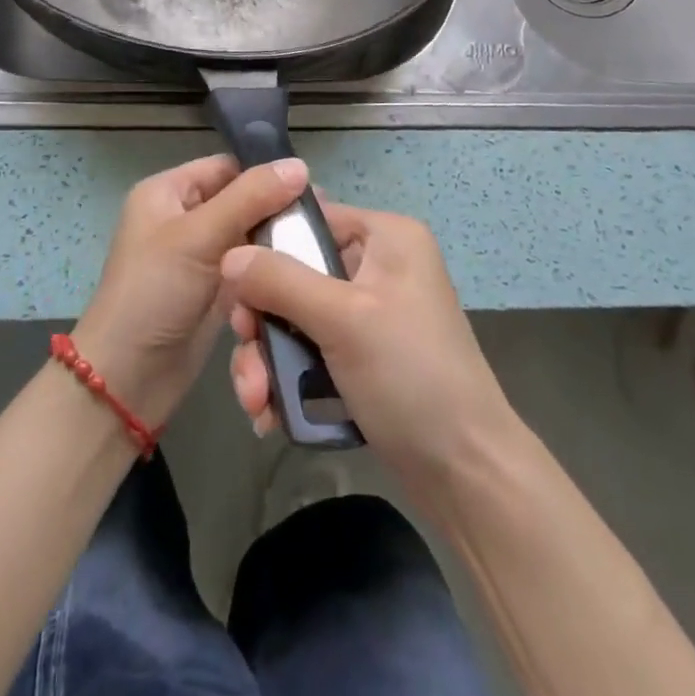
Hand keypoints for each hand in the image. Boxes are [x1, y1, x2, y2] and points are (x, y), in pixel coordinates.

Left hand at [73, 154, 307, 428]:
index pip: (225, 167)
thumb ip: (250, 198)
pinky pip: (250, 269)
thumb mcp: (199, 236)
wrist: (127, 380)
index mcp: (168, 192)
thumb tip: (300, 164)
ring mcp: (200, 257)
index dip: (265, 174)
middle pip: (242, 201)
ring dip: (279, 244)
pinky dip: (271, 271)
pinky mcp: (215, 291)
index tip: (313, 187)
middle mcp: (184, 218)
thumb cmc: (154, 293)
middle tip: (326, 221)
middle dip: (278, 211)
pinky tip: (305, 272)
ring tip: (322, 246)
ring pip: (250, 238)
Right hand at [223, 202, 518, 513]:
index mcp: (386, 237)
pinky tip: (270, 415)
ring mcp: (371, 314)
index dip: (267, 249)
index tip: (235, 290)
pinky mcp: (364, 357)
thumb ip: (280, 281)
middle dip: (263, 322)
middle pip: (296, 274)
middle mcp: (379, 266)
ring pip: (297, 318)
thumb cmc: (411, 376)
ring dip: (269, 359)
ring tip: (255, 403)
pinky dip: (289, 379)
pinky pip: (312, 351)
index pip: (310, 220)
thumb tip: (228, 255)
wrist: (466, 475)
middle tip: (246, 355)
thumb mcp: (342, 319)